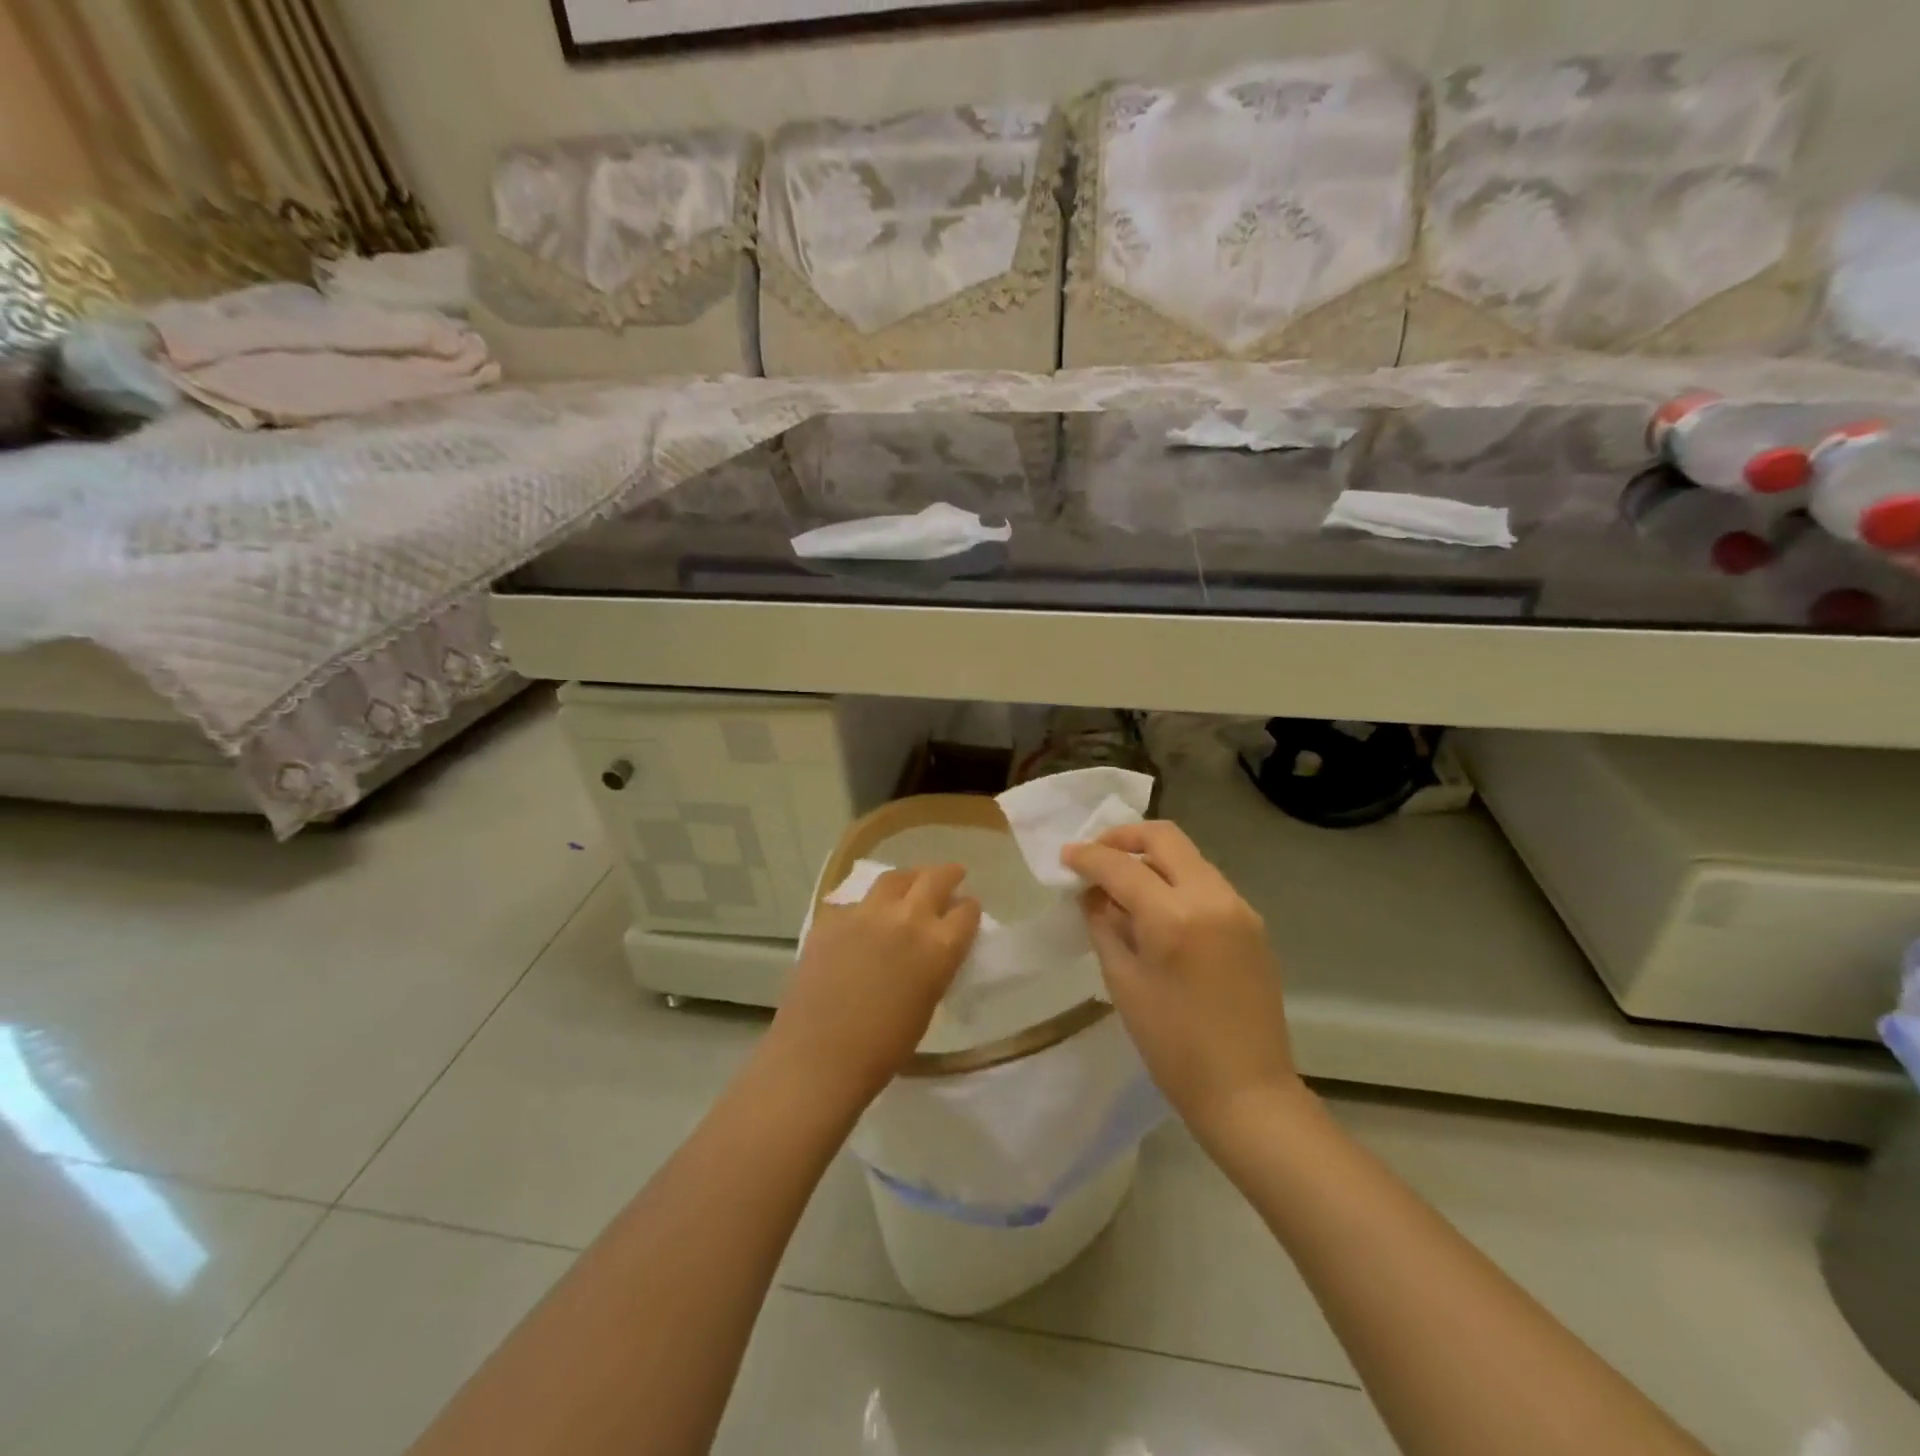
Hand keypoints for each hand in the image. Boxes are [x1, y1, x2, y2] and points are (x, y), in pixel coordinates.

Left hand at [769, 865, 981, 1107]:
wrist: (818, 1056)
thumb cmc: (883, 1048)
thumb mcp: (927, 1003)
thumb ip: (935, 966)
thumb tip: (932, 949)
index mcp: (939, 946)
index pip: (967, 911)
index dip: (969, 910)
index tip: (967, 911)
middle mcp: (907, 918)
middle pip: (935, 879)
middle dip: (948, 875)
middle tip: (952, 874)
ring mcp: (866, 912)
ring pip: (894, 878)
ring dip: (909, 878)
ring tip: (911, 882)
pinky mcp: (832, 917)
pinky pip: (855, 900)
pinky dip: (867, 905)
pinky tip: (864, 916)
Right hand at [1061, 823, 1301, 1141]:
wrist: (1247, 1091)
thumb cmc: (1173, 1046)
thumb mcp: (1123, 983)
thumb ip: (1104, 926)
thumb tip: (1092, 894)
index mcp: (1174, 916)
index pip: (1122, 866)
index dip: (1088, 856)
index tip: (1065, 857)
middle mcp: (1212, 897)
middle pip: (1165, 837)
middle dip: (1124, 838)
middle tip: (1096, 855)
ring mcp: (1239, 907)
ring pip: (1189, 857)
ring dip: (1152, 859)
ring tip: (1122, 885)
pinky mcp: (1252, 923)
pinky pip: (1206, 882)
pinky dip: (1176, 881)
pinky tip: (1157, 909)